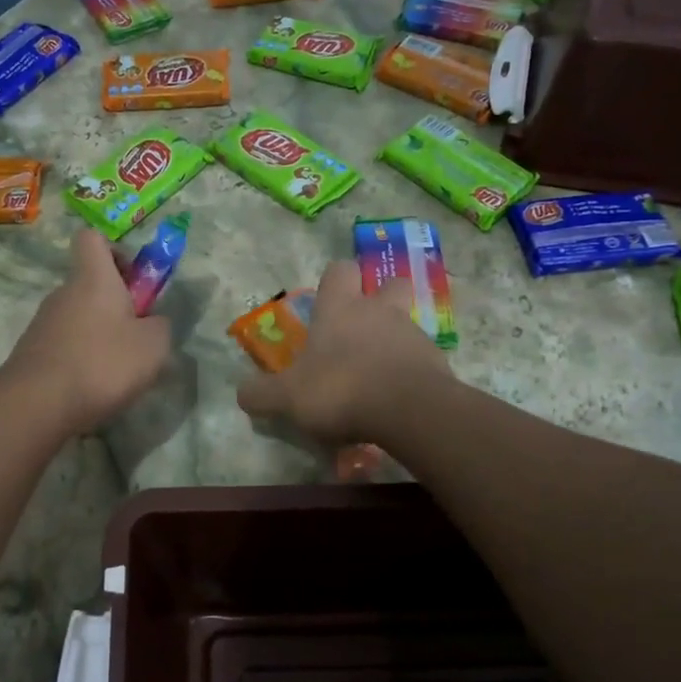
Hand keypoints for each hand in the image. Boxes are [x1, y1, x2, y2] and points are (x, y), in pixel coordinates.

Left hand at [2, 228, 171, 434]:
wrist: (37, 405)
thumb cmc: (102, 363)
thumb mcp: (153, 346)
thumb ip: (160, 326)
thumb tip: (153, 322)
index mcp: (93, 279)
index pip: (92, 238)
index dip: (114, 250)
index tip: (133, 278)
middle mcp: (63, 293)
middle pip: (89, 283)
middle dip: (116, 303)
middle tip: (138, 335)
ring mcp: (43, 323)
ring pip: (79, 316)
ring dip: (100, 334)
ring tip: (118, 370)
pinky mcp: (32, 352)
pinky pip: (65, 344)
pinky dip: (82, 358)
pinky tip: (93, 386)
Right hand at [237, 260, 452, 444]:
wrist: (408, 410)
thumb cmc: (340, 389)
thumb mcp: (287, 398)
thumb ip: (261, 394)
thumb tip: (242, 394)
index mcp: (340, 308)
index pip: (339, 270)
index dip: (335, 280)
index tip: (328, 300)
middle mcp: (378, 311)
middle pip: (388, 285)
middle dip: (380, 298)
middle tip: (363, 328)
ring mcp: (412, 334)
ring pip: (406, 324)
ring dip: (394, 341)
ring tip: (378, 376)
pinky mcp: (438, 362)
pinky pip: (422, 359)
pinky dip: (411, 372)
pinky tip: (398, 399)